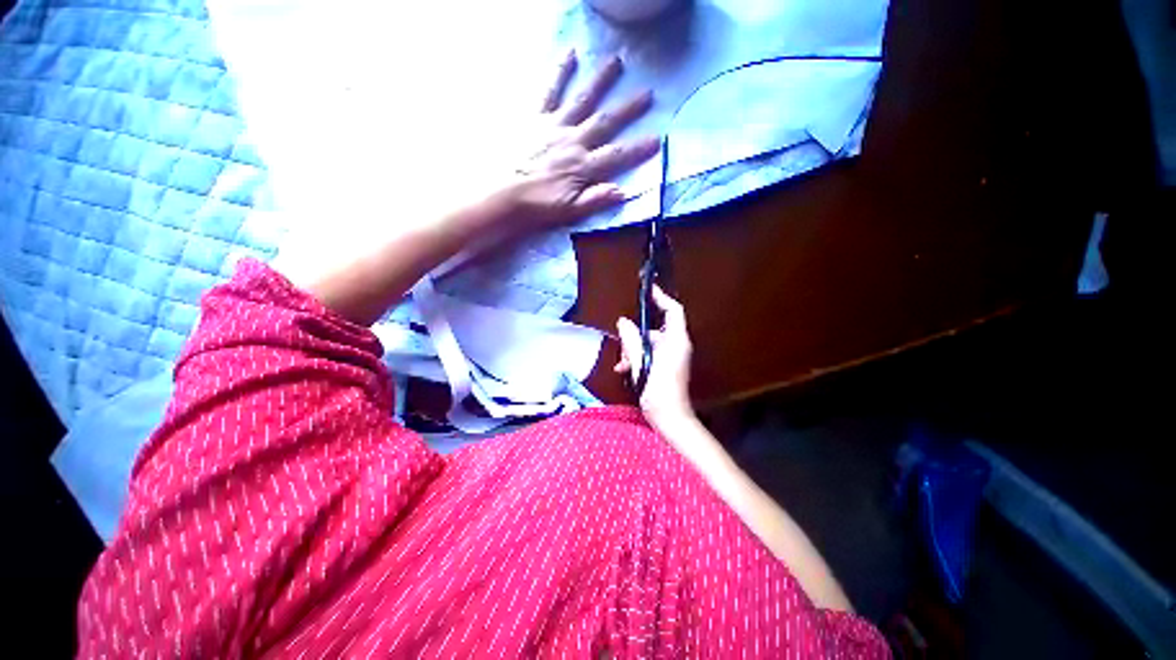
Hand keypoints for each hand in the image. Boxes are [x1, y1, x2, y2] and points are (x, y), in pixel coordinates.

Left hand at [510, 51, 659, 228]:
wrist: (504, 195)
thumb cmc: (539, 206)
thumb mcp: (571, 210)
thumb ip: (596, 199)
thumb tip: (624, 192)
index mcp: (583, 166)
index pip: (616, 155)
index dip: (637, 149)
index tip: (656, 140)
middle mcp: (574, 141)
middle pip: (605, 122)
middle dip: (627, 108)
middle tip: (647, 92)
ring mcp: (555, 126)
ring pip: (583, 100)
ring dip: (601, 81)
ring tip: (616, 62)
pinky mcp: (536, 118)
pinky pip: (549, 91)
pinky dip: (560, 72)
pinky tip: (570, 55)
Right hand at [615, 285, 694, 426]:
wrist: (671, 419)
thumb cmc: (658, 390)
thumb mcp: (640, 363)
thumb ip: (631, 340)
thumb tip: (623, 322)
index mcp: (676, 341)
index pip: (673, 310)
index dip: (661, 297)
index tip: (648, 289)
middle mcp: (677, 345)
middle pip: (656, 329)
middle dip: (636, 335)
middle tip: (622, 346)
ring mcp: (673, 357)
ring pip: (650, 343)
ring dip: (634, 350)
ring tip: (622, 364)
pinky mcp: (667, 367)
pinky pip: (651, 354)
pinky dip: (638, 358)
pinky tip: (625, 370)